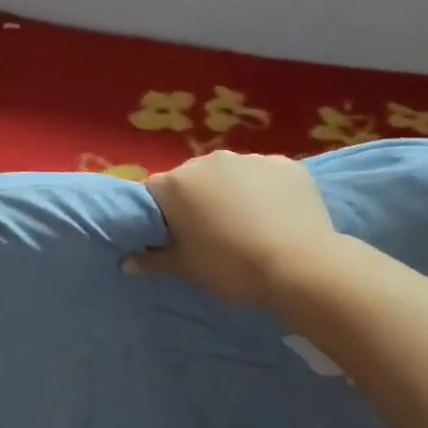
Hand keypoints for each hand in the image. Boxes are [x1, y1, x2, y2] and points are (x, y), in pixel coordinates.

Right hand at [128, 151, 338, 306]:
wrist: (300, 267)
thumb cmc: (231, 267)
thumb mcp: (186, 268)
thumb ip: (153, 260)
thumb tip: (127, 263)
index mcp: (176, 183)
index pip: (154, 192)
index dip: (161, 213)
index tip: (174, 234)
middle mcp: (208, 161)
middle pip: (193, 179)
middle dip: (198, 199)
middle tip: (212, 232)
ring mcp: (249, 159)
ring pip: (231, 174)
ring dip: (232, 192)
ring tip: (249, 224)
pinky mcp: (286, 164)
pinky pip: (266, 175)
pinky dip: (267, 190)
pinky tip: (278, 215)